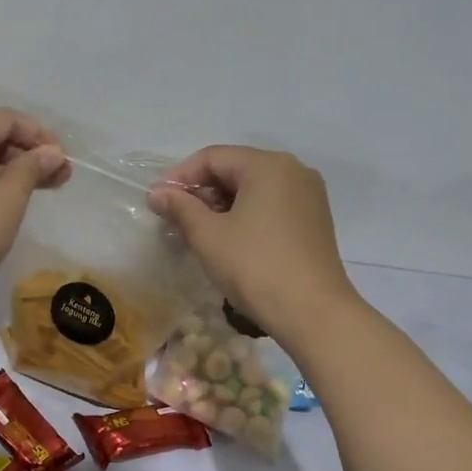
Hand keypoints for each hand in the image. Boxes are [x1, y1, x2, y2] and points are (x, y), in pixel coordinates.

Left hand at [0, 109, 69, 314]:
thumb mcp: (9, 196)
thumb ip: (32, 167)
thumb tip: (52, 153)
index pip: (5, 120)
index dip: (39, 135)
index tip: (63, 159)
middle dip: (25, 154)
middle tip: (58, 177)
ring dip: (8, 169)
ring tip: (38, 189)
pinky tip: (6, 199)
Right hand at [148, 146, 358, 346]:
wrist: (313, 313)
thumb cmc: (255, 267)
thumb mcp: (208, 236)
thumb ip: (180, 208)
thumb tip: (158, 193)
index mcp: (268, 165)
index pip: (213, 157)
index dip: (180, 177)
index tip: (158, 201)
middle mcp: (293, 171)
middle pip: (234, 169)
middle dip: (201, 192)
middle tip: (175, 219)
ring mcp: (308, 196)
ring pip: (252, 189)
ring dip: (221, 205)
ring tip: (197, 232)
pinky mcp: (314, 220)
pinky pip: (270, 205)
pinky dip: (244, 215)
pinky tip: (228, 240)